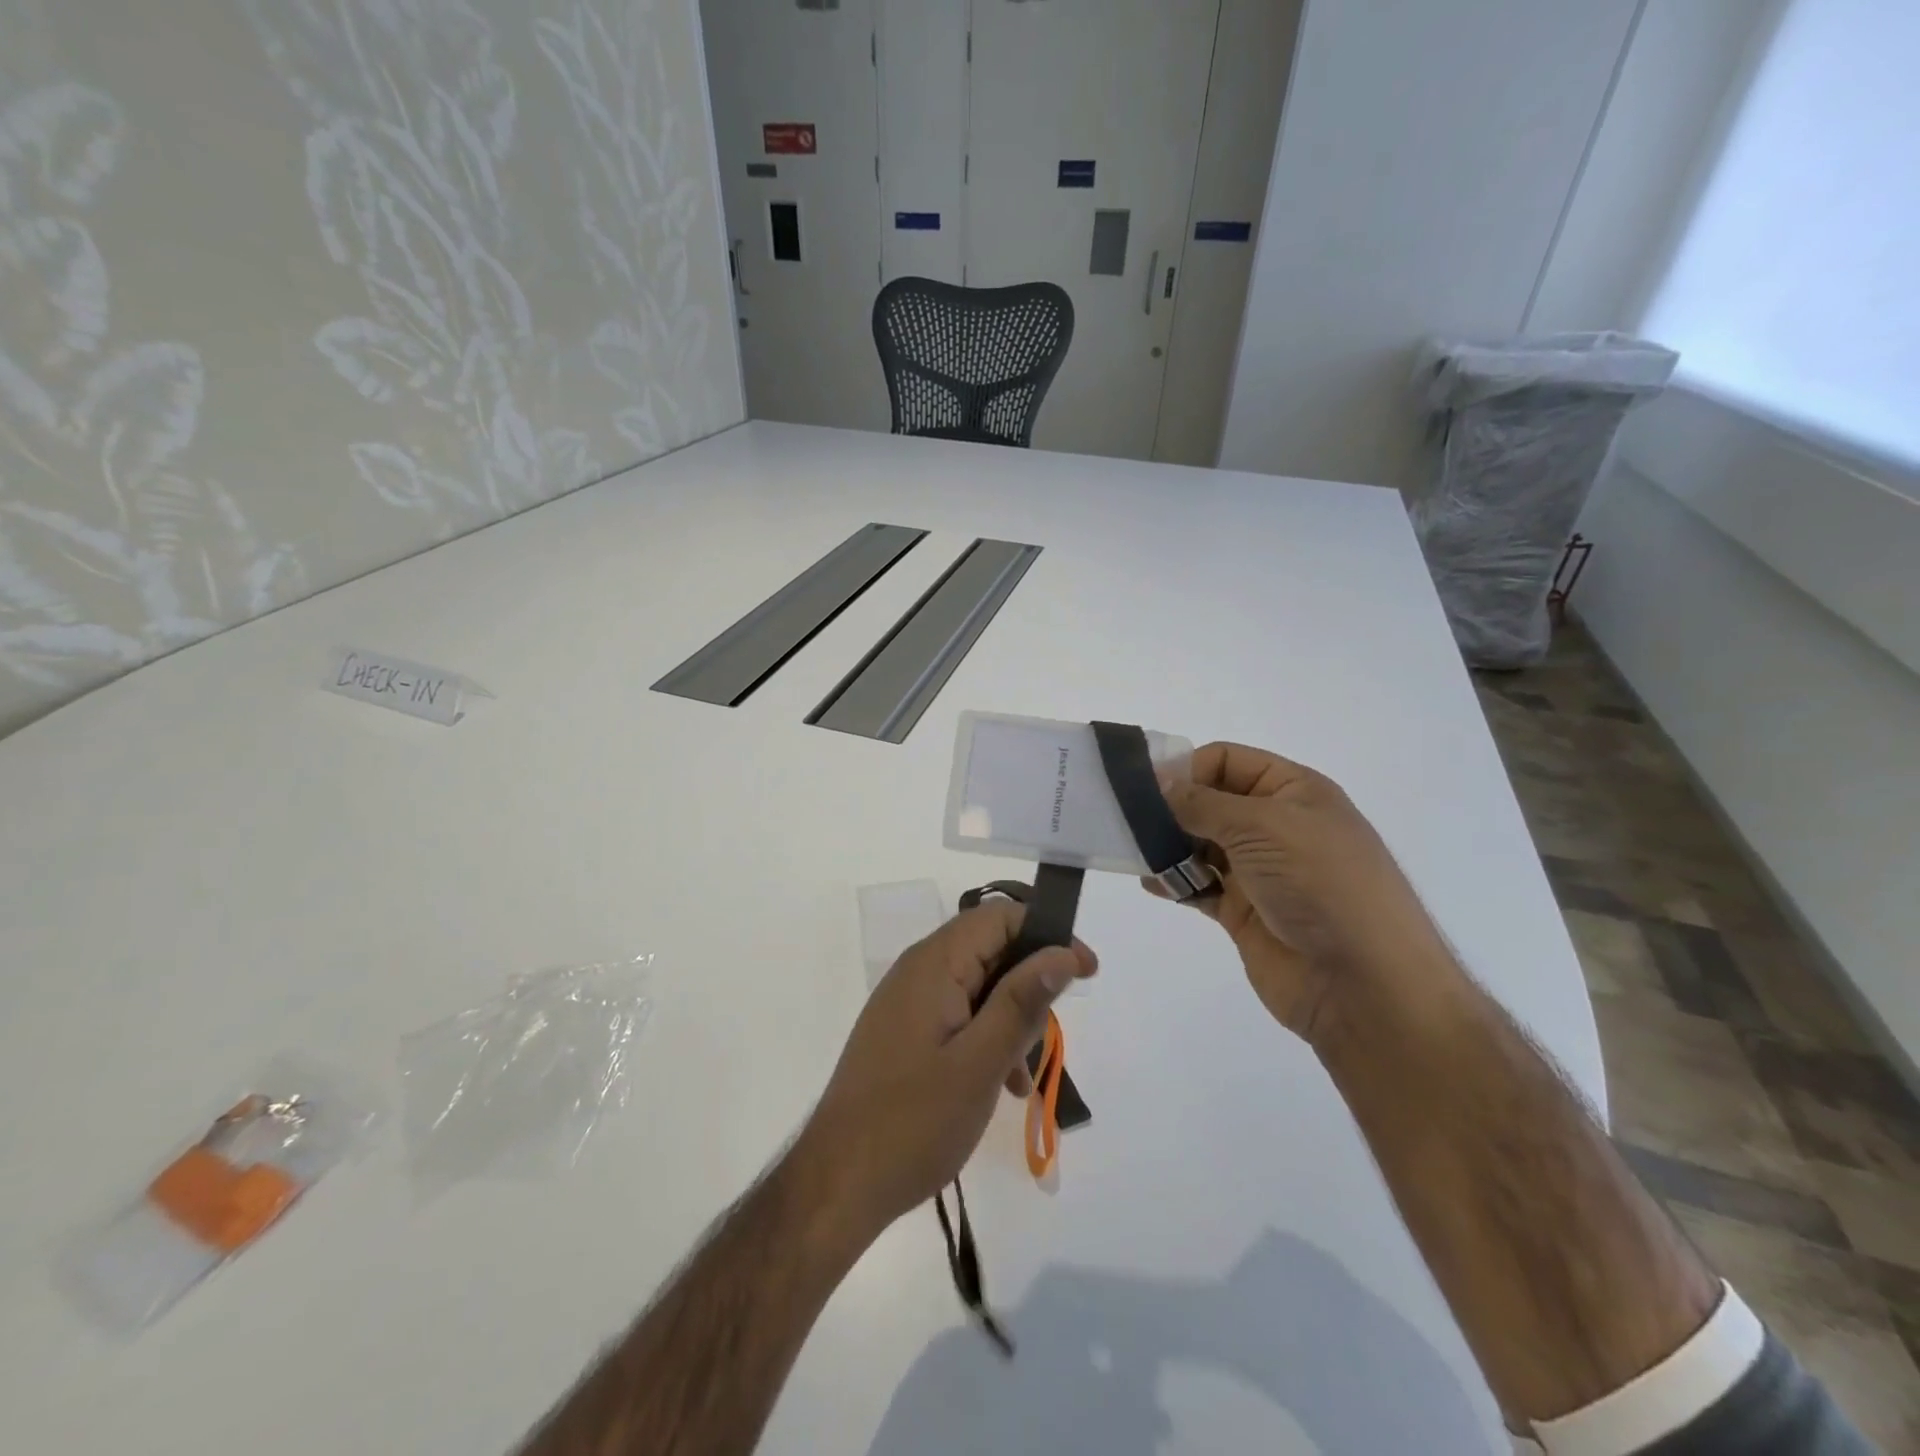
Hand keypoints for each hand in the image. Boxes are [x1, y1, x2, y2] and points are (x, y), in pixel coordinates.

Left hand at [797, 901, 1096, 1241]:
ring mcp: (908, 1001)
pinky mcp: (904, 1031)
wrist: (838, 1184)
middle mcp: (918, 970)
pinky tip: (1000, 1085)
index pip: (1000, 918)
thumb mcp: (981, 1063)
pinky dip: (986, 1037)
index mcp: (934, 964)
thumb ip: (1022, 1002)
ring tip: (1023, 1076)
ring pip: (978, 987)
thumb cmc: (914, 1122)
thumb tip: (1062, 951)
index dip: (1047, 935)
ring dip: (1011, 1019)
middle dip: (1029, 986)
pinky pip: (958, 1015)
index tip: (1085, 971)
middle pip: (990, 951)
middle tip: (1050, 1037)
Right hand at [1145, 742, 1447, 1046]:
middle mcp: (1276, 825)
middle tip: (1125, 820)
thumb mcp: (1263, 826)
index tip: (1145, 789)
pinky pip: (1200, 886)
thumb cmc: (1321, 885)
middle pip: (1211, 802)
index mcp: (1293, 791)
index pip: (1228, 761)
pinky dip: (1174, 882)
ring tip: (1133, 852)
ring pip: (1200, 845)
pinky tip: (1150, 882)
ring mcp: (1260, 871)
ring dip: (1167, 845)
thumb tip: (1159, 782)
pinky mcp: (1244, 911)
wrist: (1363, 984)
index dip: (1187, 768)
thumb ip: (1203, 803)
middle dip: (1170, 808)